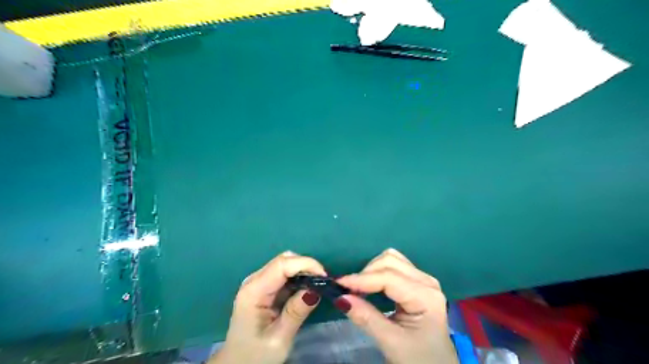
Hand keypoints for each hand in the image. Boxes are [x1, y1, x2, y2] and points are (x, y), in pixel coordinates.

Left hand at [210, 252, 327, 363]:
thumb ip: (296, 312)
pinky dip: (297, 276)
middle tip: (323, 282)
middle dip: (306, 266)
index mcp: (253, 292)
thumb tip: (316, 290)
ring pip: (284, 264)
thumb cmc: (256, 356)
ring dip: (303, 270)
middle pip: (283, 260)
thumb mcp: (279, 339)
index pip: (282, 265)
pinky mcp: (263, 288)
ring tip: (317, 285)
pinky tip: (306, 288)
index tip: (324, 276)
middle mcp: (253, 281)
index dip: (305, 264)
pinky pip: (283, 274)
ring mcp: (257, 283)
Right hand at [338, 248, 457, 363]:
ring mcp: (423, 279)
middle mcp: (426, 281)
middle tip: (348, 290)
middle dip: (366, 273)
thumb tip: (340, 298)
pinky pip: (394, 266)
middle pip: (390, 261)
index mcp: (425, 296)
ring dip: (371, 270)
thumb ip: (366, 317)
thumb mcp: (391, 342)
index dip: (361, 279)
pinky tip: (370, 285)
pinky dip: (377, 271)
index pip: (388, 277)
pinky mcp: (417, 282)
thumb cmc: (418, 360)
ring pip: (391, 259)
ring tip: (358, 288)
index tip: (338, 284)